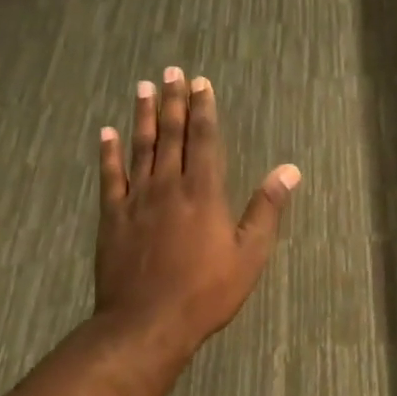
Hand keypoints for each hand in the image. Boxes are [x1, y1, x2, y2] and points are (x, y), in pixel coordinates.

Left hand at [95, 67, 299, 351]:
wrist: (146, 323)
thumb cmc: (206, 291)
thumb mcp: (249, 255)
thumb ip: (267, 209)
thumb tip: (289, 170)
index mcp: (204, 192)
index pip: (205, 139)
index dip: (204, 109)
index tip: (201, 83)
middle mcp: (169, 186)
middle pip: (171, 134)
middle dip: (173, 101)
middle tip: (171, 72)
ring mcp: (137, 199)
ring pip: (140, 147)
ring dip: (143, 116)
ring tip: (143, 87)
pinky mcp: (112, 217)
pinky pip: (110, 177)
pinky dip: (108, 153)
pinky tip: (106, 132)